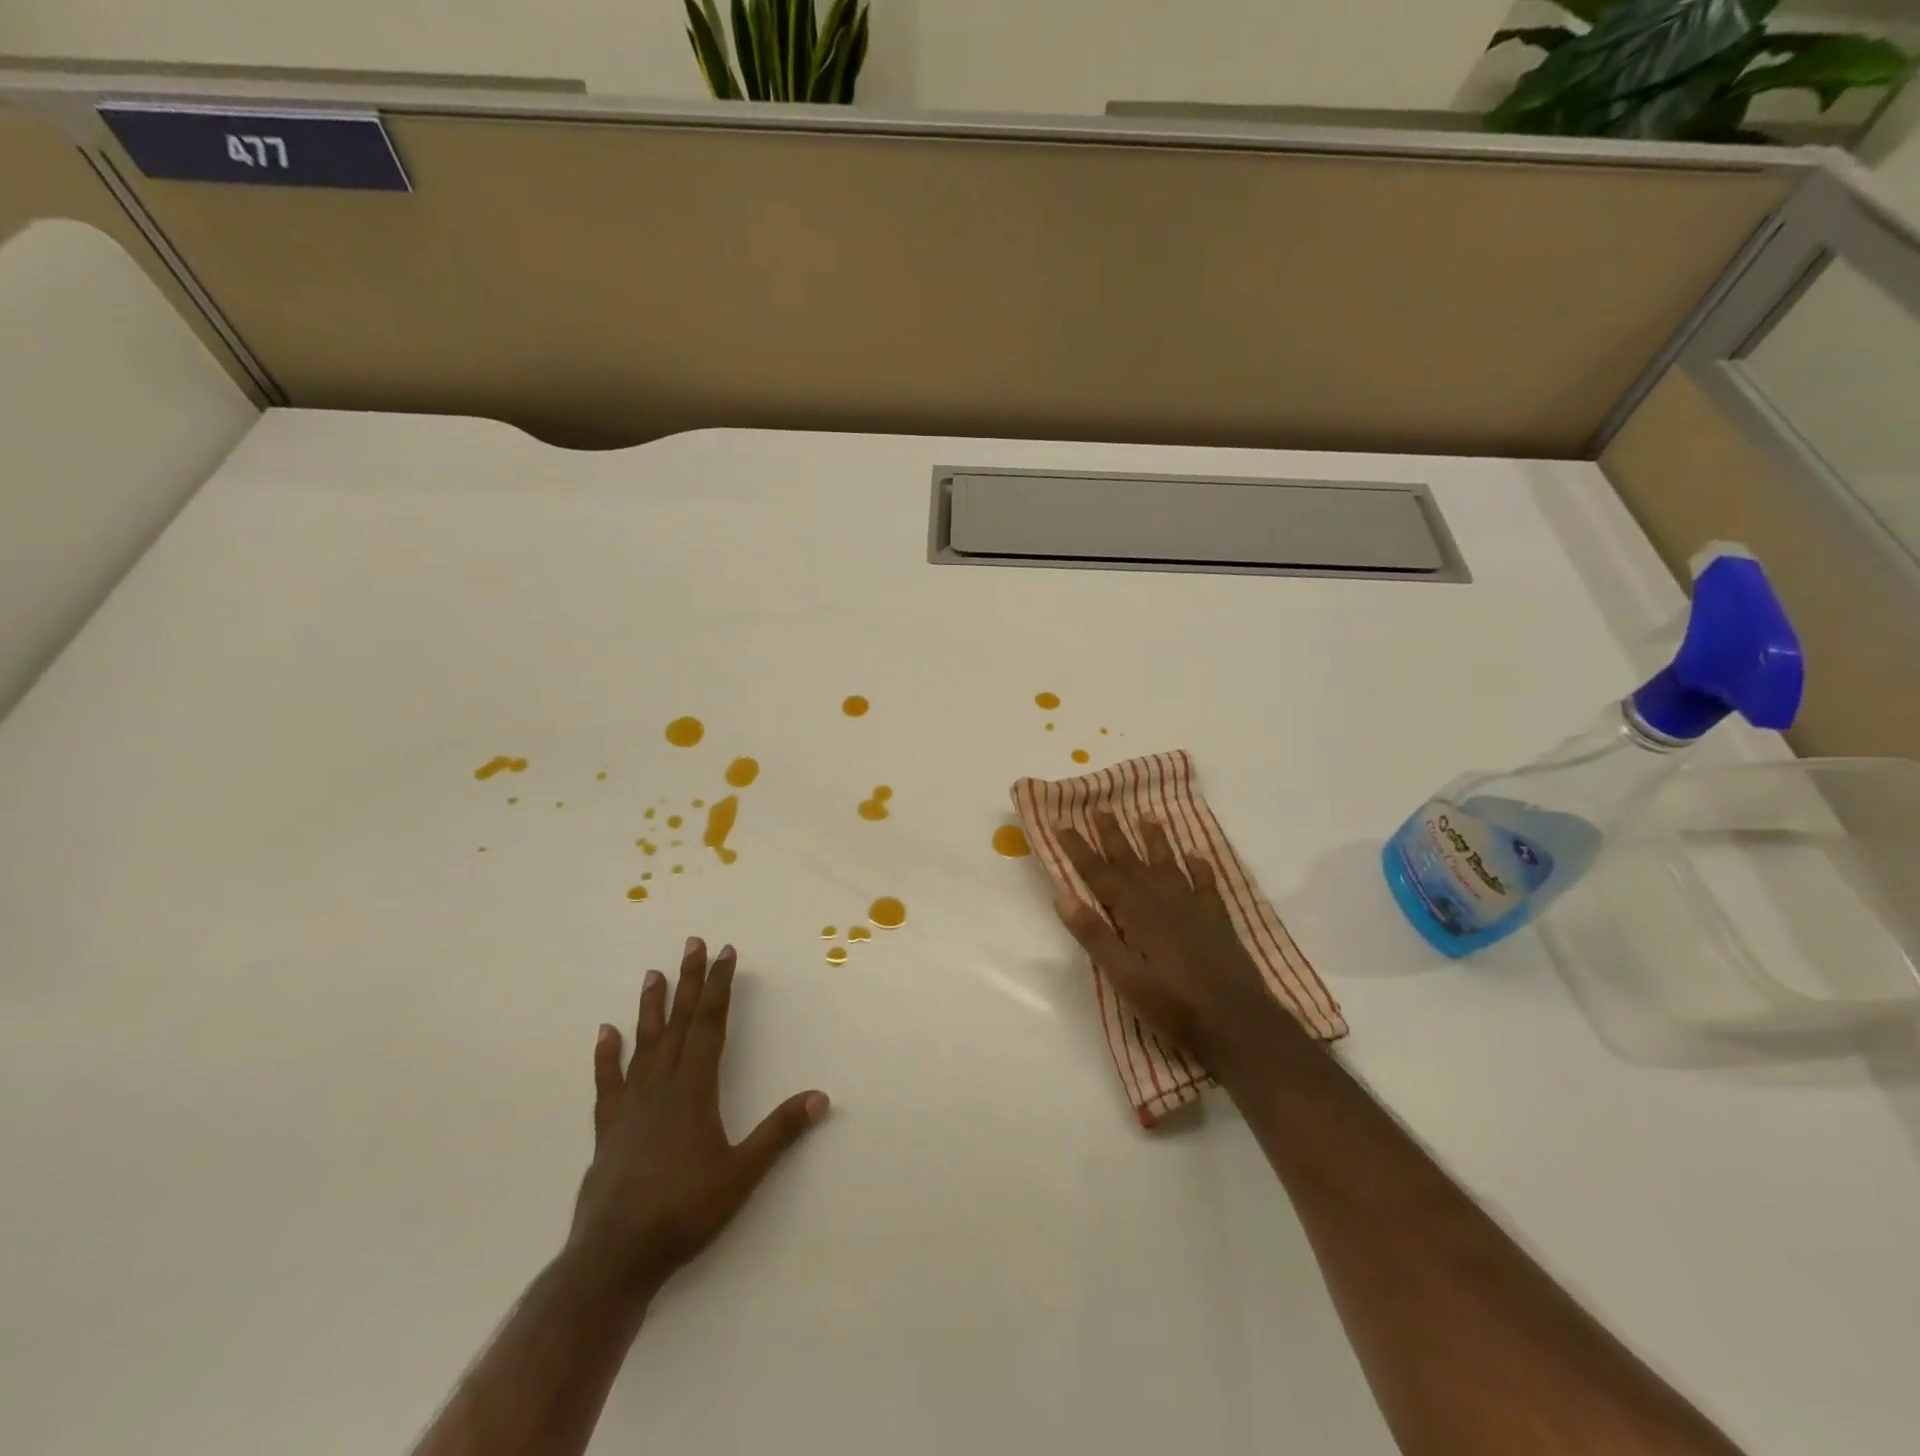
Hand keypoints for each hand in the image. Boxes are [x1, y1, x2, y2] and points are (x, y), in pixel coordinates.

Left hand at [568, 938, 829, 1298]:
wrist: (614, 1259)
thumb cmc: (684, 1213)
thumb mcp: (742, 1175)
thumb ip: (780, 1133)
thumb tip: (821, 1097)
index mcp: (694, 1090)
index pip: (710, 1025)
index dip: (720, 987)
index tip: (725, 952)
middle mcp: (661, 1087)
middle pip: (678, 1023)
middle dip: (690, 981)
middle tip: (692, 943)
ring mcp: (631, 1107)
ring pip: (644, 1044)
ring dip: (651, 1007)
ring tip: (654, 974)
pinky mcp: (608, 1130)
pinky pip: (608, 1083)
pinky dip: (607, 1056)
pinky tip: (605, 1033)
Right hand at [1053, 810, 1296, 1076]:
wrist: (1238, 1024)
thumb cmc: (1173, 1005)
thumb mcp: (1124, 978)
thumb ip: (1095, 936)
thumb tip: (1062, 895)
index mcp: (1136, 914)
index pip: (1101, 875)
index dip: (1080, 850)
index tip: (1063, 824)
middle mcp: (1163, 902)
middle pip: (1133, 863)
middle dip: (1114, 836)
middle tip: (1101, 808)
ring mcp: (1194, 909)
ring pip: (1169, 866)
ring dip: (1156, 841)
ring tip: (1147, 816)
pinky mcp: (1217, 922)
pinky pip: (1206, 885)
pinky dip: (1200, 868)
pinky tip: (1196, 856)